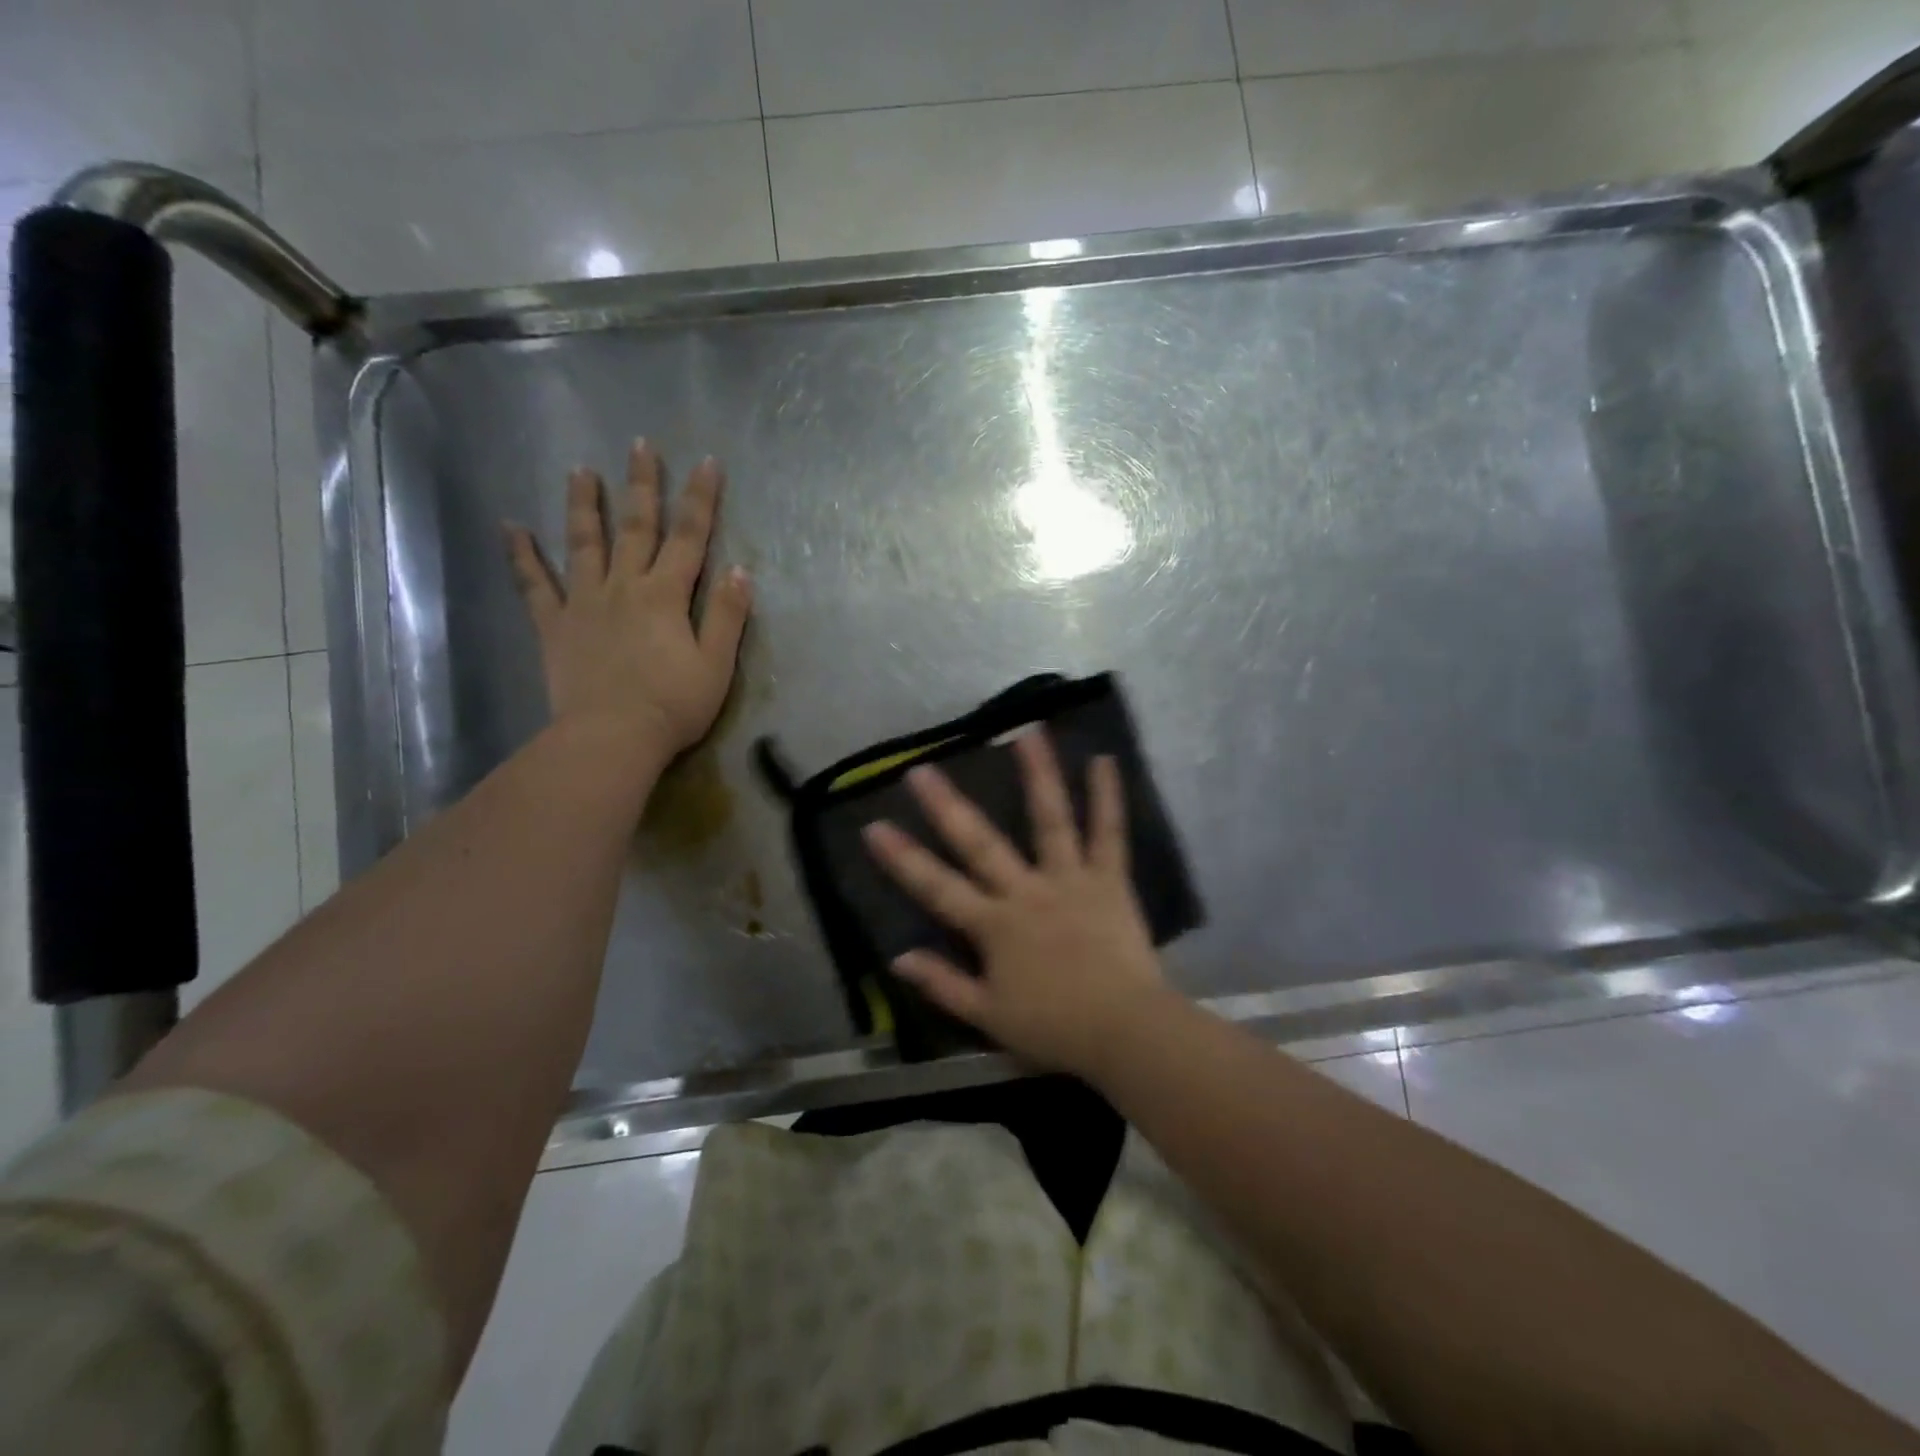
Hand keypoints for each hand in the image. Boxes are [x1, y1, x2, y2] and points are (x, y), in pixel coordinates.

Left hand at [505, 440, 751, 760]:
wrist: (611, 737)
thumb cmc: (673, 705)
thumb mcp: (716, 665)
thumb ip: (728, 616)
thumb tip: (740, 570)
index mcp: (666, 596)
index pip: (689, 538)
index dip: (700, 500)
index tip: (706, 463)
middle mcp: (624, 587)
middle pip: (635, 528)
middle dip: (642, 485)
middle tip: (639, 445)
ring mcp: (584, 603)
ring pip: (583, 543)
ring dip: (583, 504)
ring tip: (579, 470)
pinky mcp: (554, 626)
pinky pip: (534, 585)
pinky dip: (522, 555)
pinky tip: (511, 527)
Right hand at [862, 730, 1172, 1076]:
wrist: (1124, 1032)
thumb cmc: (1054, 1028)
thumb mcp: (988, 1018)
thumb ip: (942, 984)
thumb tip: (898, 958)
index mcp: (994, 926)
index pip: (937, 888)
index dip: (903, 859)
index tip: (873, 826)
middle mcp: (1026, 892)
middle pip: (980, 843)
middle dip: (947, 806)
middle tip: (922, 769)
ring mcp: (1069, 880)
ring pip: (1050, 820)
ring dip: (1037, 775)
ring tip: (1026, 733)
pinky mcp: (1108, 879)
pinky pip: (1109, 833)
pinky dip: (1108, 797)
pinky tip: (1104, 760)